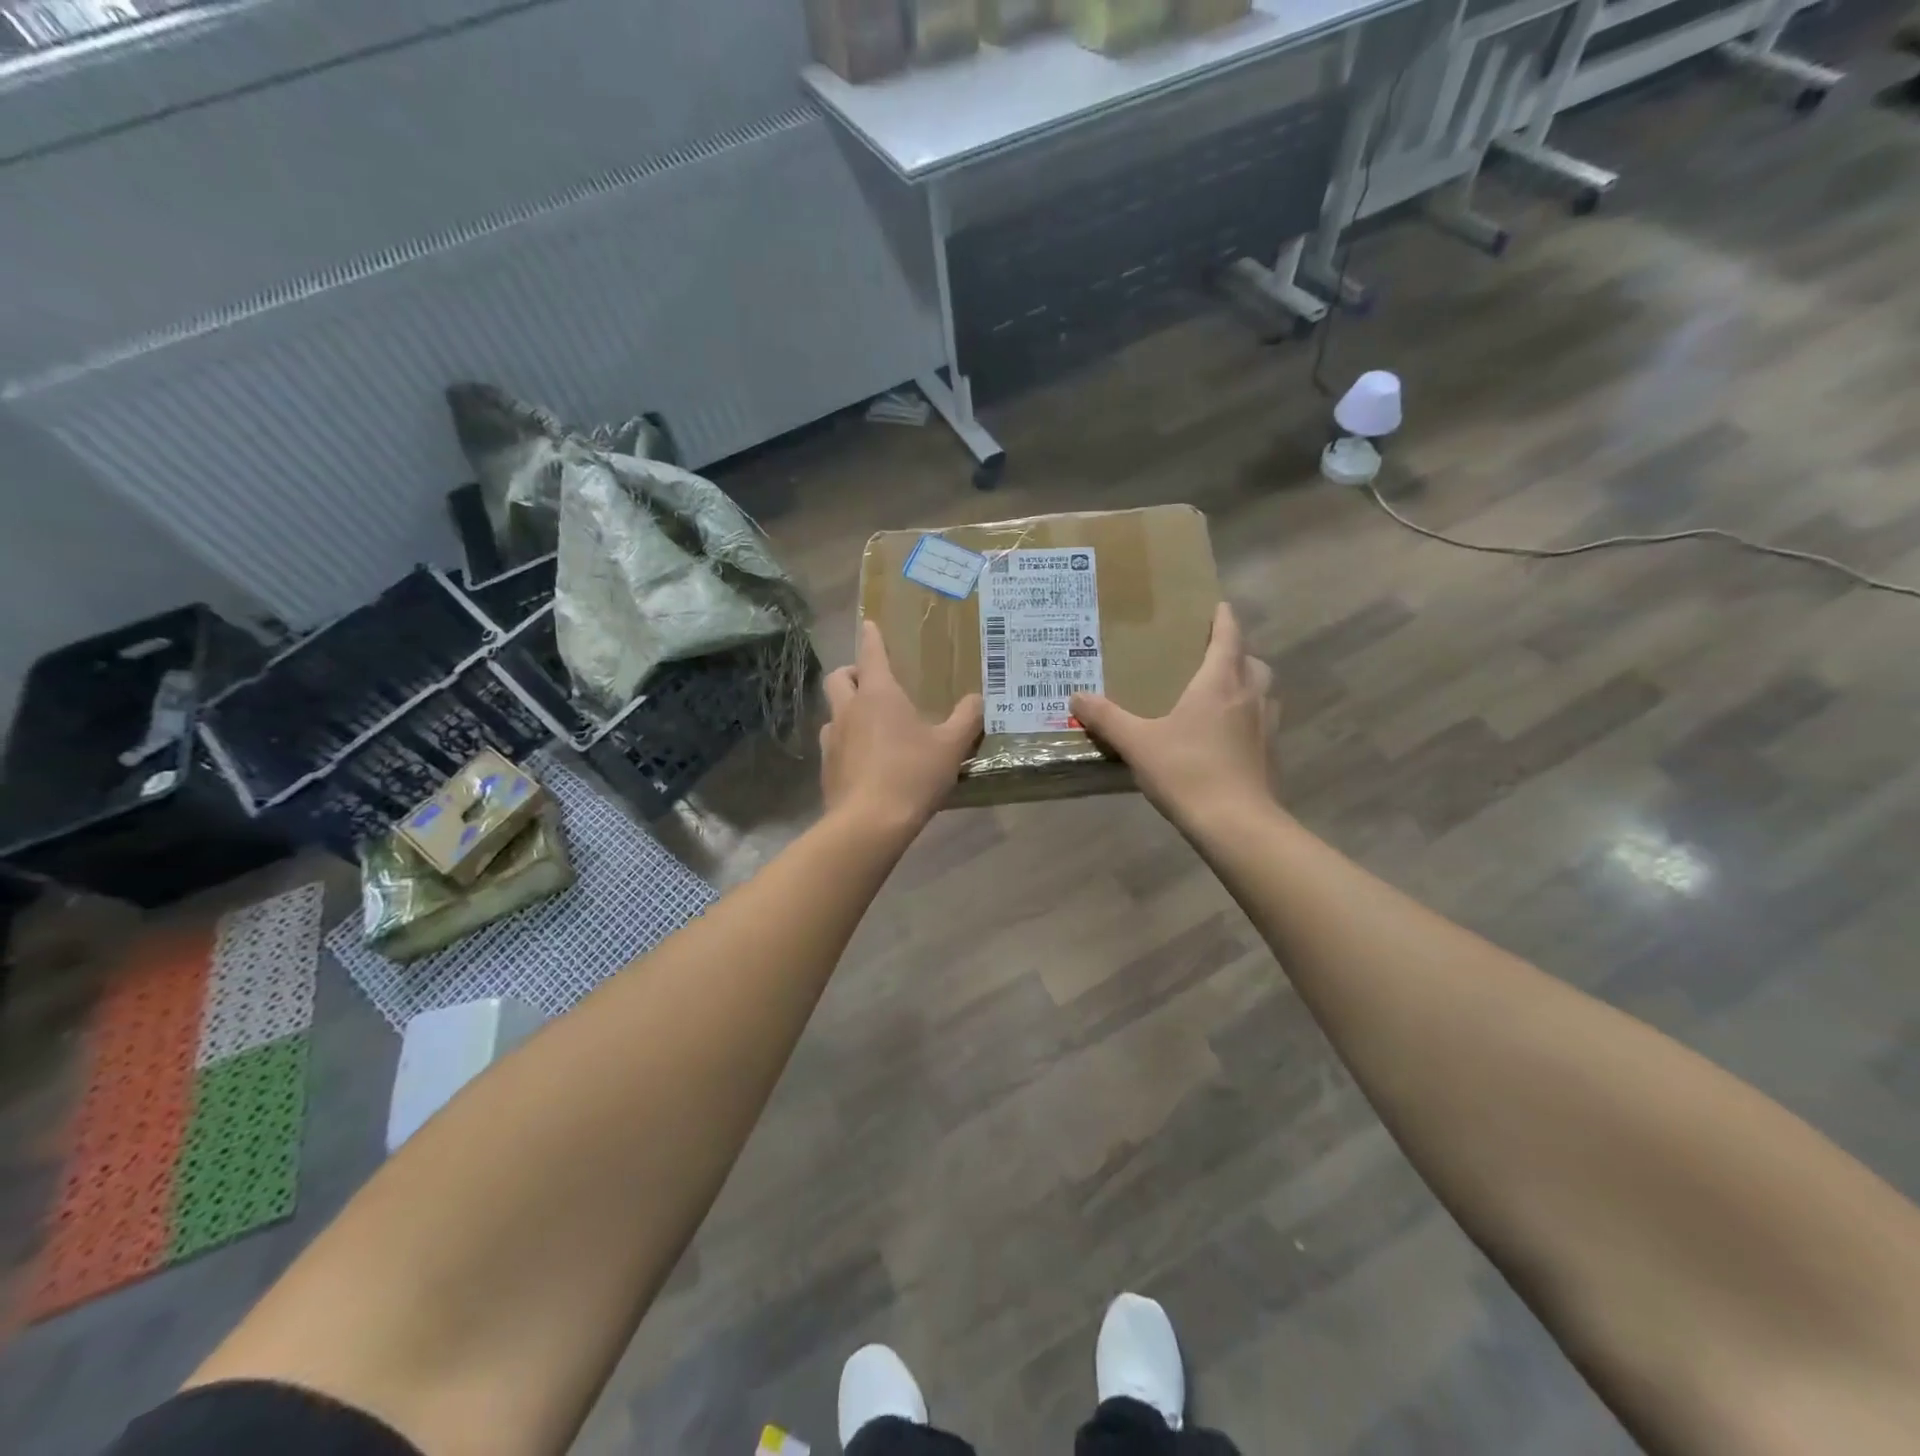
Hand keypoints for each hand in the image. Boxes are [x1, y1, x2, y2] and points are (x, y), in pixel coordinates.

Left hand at [821, 622, 983, 830]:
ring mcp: (832, 739)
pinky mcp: (826, 767)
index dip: (871, 637)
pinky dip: (846, 742)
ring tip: (871, 725)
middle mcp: (849, 709)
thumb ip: (967, 718)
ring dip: (847, 709)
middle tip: (871, 681)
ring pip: (833, 711)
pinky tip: (865, 759)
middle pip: (839, 677)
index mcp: (879, 694)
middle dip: (852, 672)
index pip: (871, 653)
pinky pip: (833, 743)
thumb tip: (980, 698)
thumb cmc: (912, 774)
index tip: (870, 625)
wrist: (869, 823)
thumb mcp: (951, 746)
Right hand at [1070, 603, 1275, 832]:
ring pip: (1262, 692)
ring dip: (1246, 685)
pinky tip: (1226, 737)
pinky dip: (1248, 718)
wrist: (1236, 824)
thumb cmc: (1187, 771)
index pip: (1228, 637)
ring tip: (1220, 695)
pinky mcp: (1270, 754)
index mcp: (1220, 683)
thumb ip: (1106, 717)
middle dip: (1236, 653)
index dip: (1224, 619)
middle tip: (1211, 657)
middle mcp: (1249, 696)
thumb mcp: (1137, 743)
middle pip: (1252, 662)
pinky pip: (1261, 722)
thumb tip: (1076, 696)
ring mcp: (1266, 726)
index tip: (1217, 606)